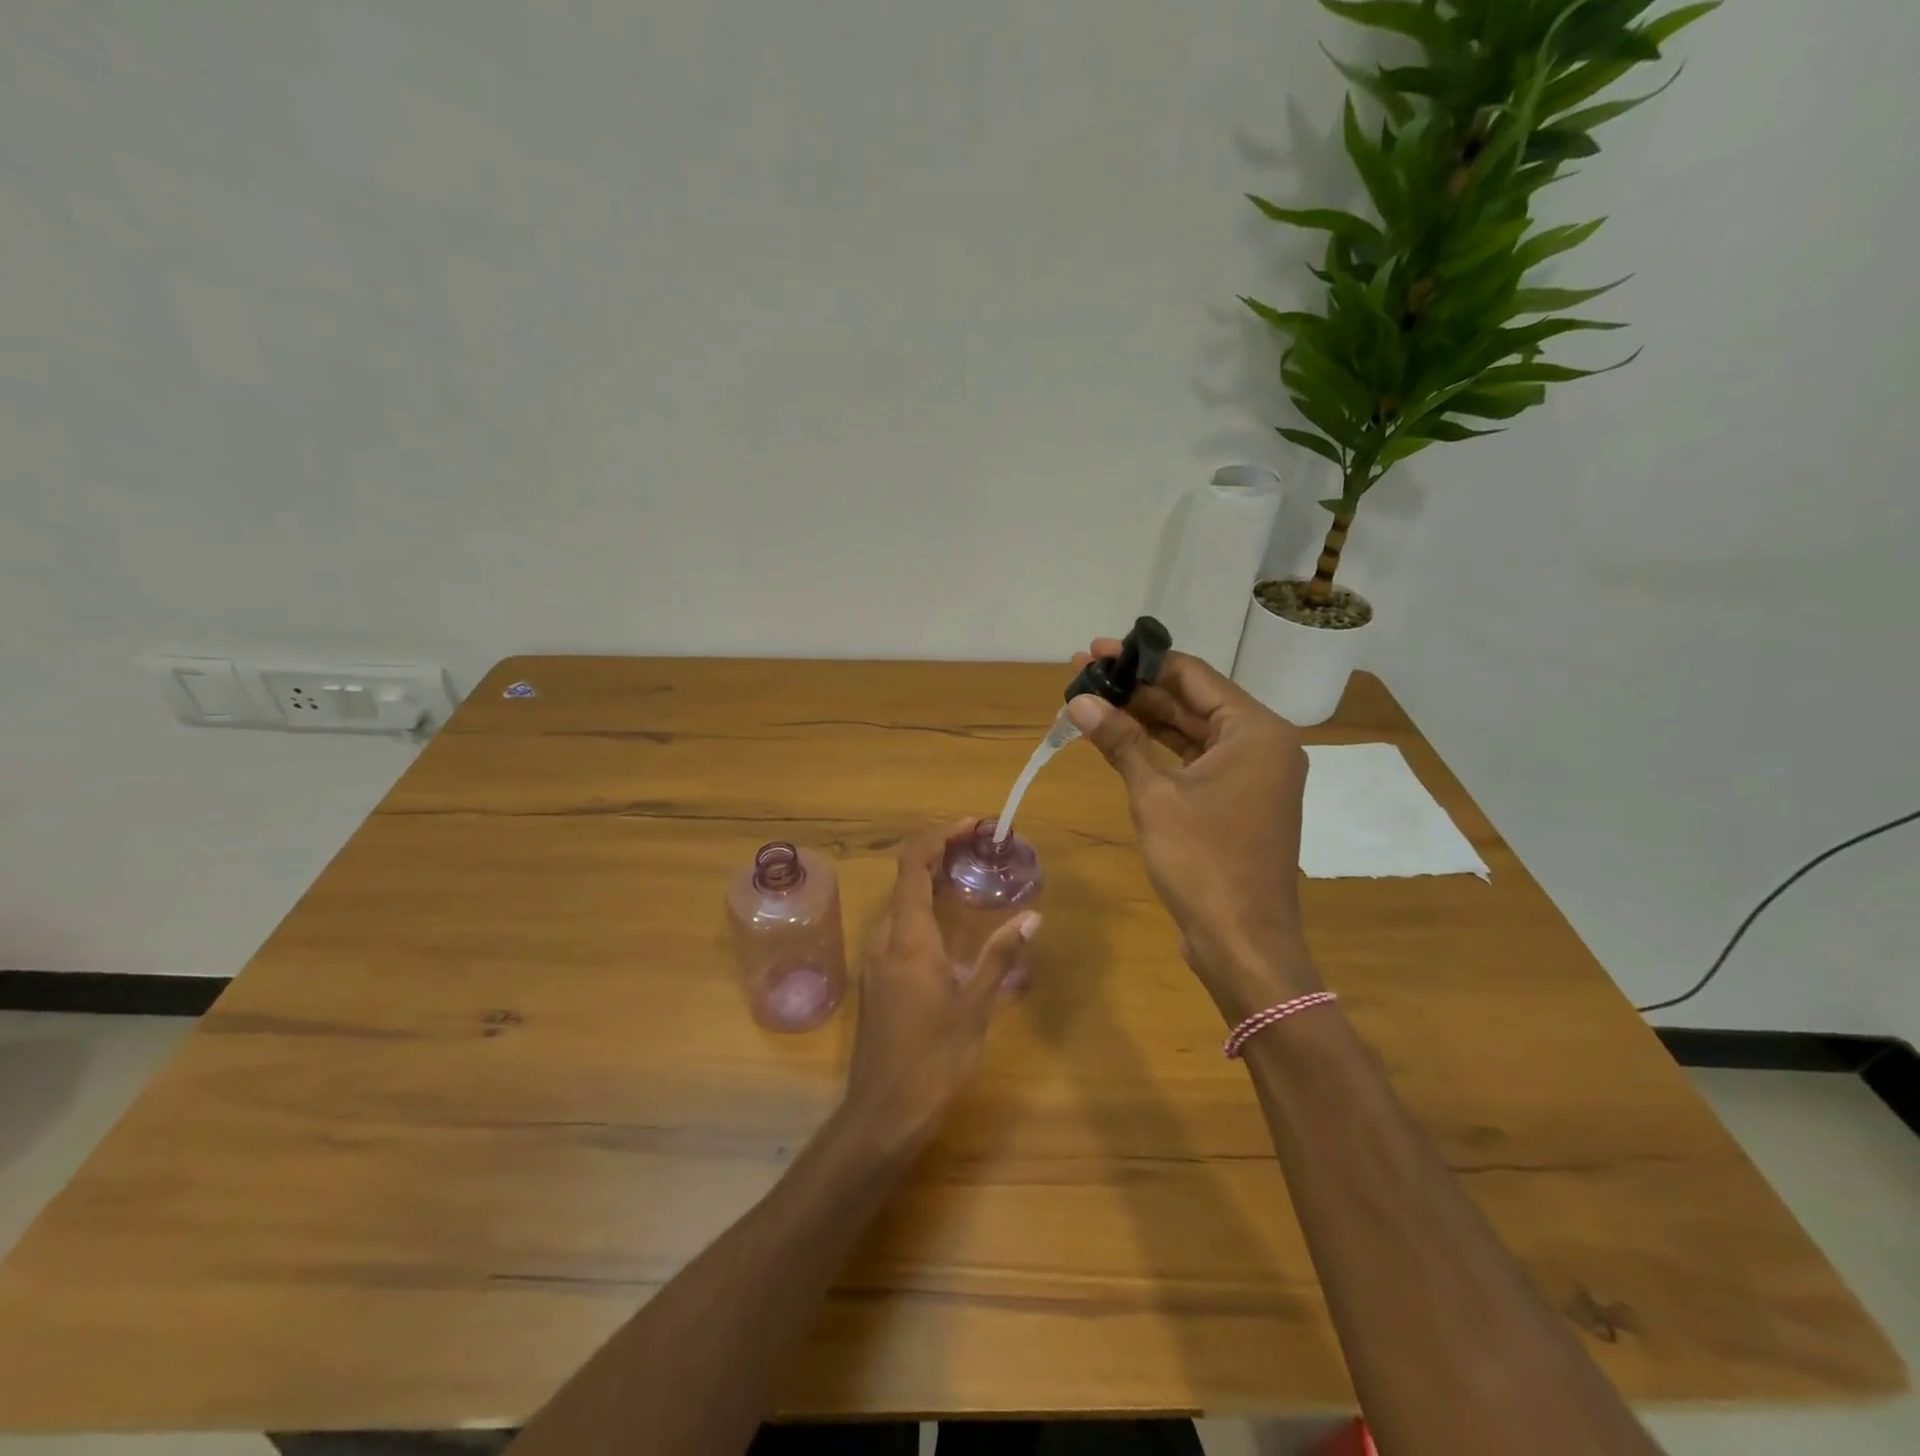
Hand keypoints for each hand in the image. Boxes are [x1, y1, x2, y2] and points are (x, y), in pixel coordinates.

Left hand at [843, 820, 1040, 1153]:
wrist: (885, 1109)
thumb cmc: (935, 1055)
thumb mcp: (976, 1004)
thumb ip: (1001, 955)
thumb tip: (1032, 916)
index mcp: (908, 936)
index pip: (914, 864)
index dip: (939, 836)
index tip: (971, 826)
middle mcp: (885, 937)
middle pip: (906, 878)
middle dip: (940, 854)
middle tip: (979, 849)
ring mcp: (876, 957)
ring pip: (901, 903)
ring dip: (932, 882)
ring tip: (970, 879)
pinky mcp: (876, 976)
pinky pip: (899, 926)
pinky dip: (924, 910)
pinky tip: (951, 925)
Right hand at [1067, 642, 1320, 1019]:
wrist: (1242, 942)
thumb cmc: (1203, 862)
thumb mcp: (1155, 796)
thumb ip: (1120, 741)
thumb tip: (1078, 701)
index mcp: (1255, 731)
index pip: (1193, 675)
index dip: (1141, 660)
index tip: (1096, 650)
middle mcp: (1261, 744)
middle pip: (1192, 701)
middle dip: (1137, 689)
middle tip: (1083, 675)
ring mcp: (1252, 775)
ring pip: (1192, 731)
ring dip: (1145, 718)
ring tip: (1092, 701)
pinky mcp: (1238, 801)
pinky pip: (1195, 760)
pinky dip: (1159, 749)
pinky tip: (1120, 738)